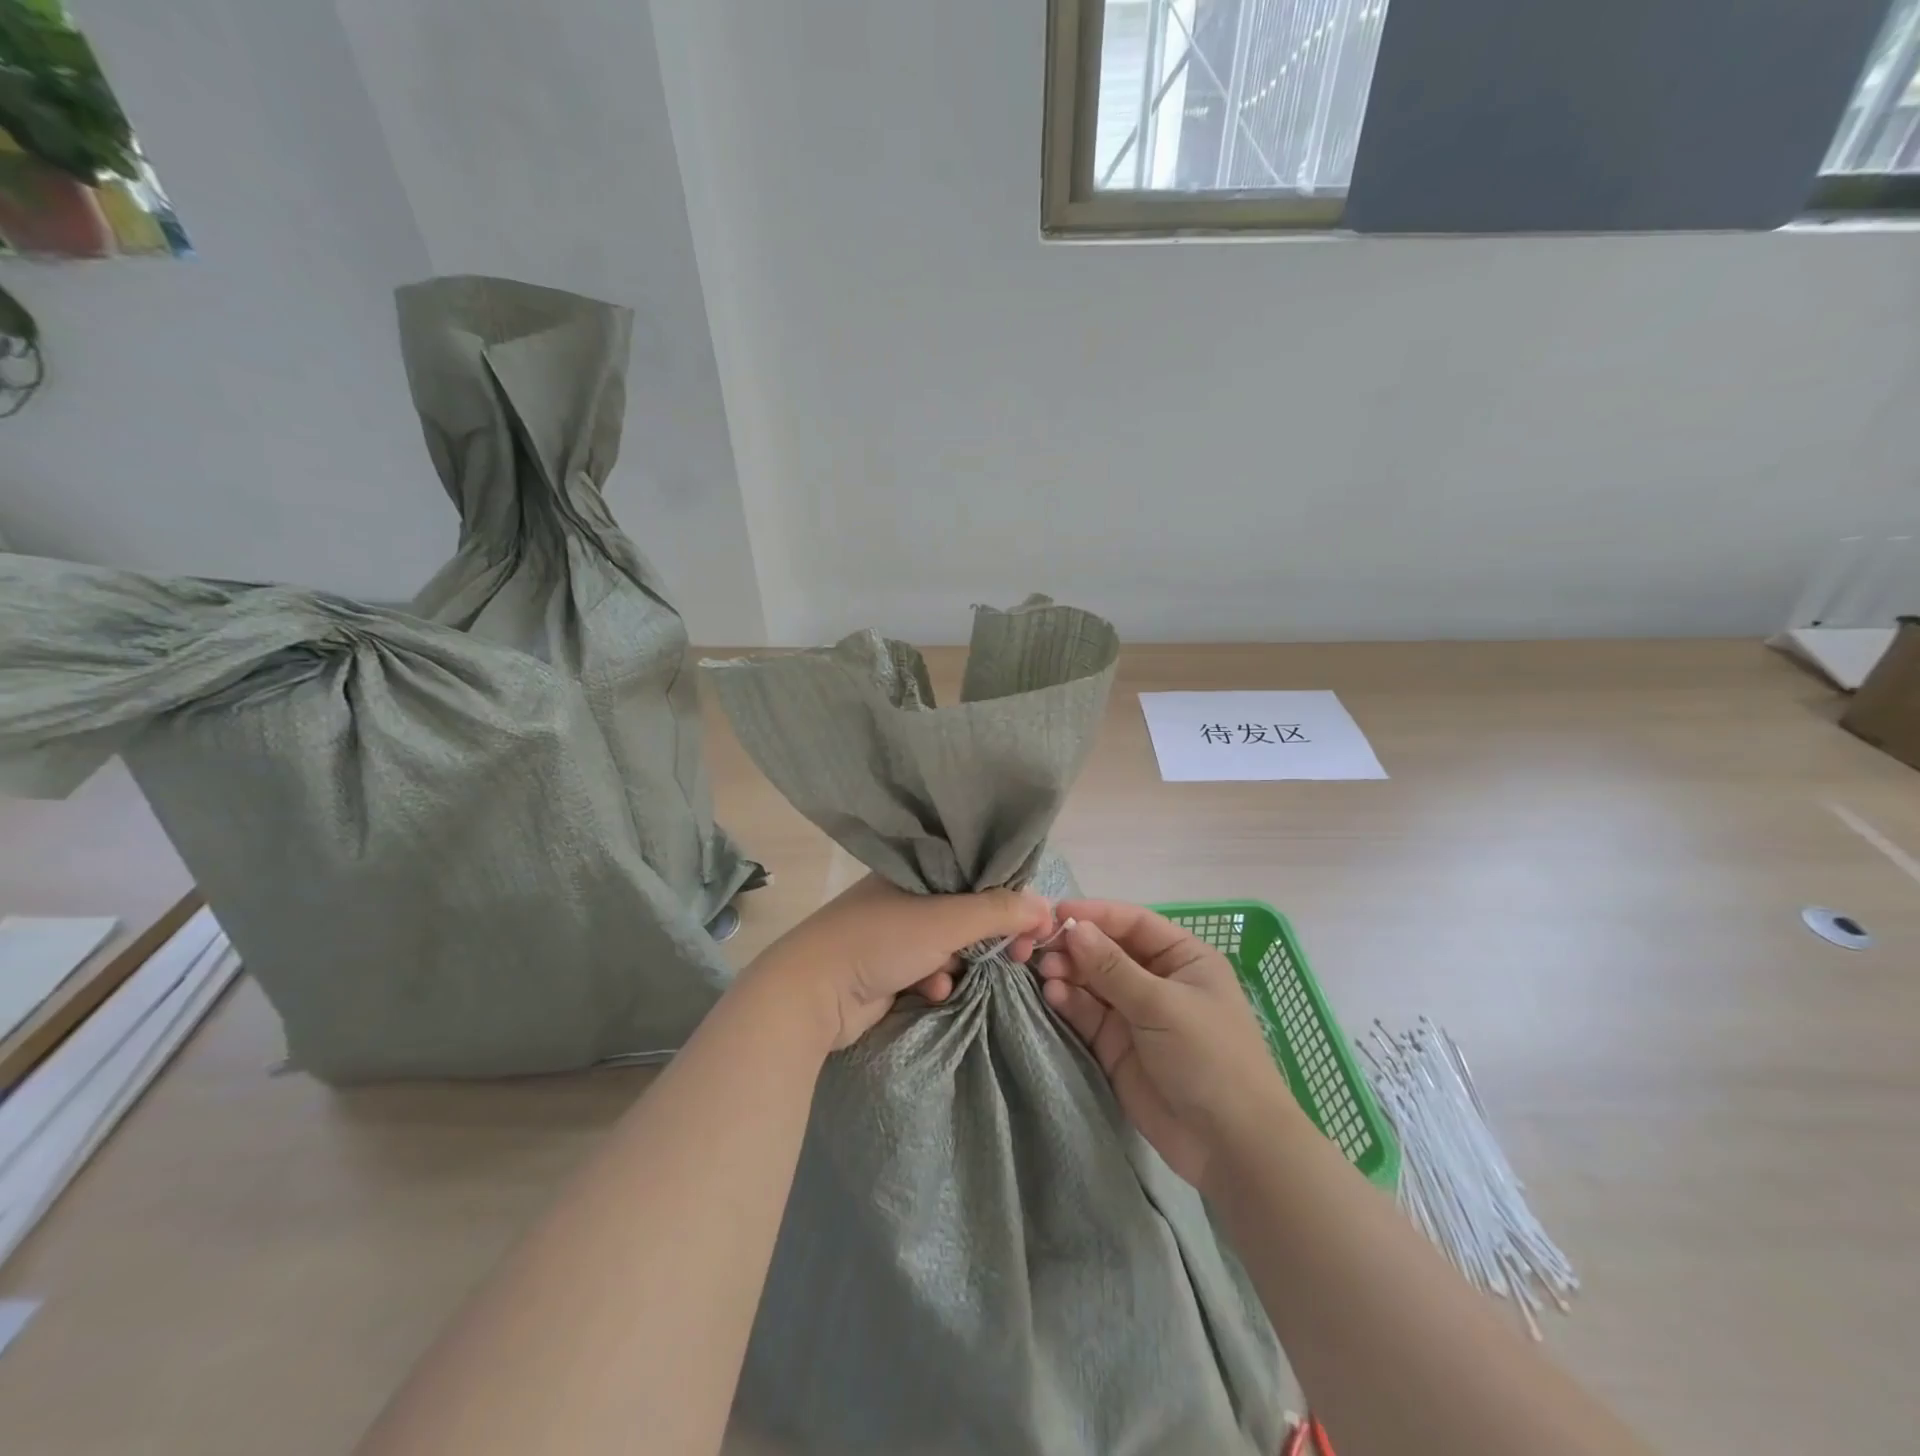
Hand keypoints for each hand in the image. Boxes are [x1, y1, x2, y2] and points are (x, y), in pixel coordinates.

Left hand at [750, 875, 1054, 1050]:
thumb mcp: (946, 920)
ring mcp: (895, 932)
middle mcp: (907, 894)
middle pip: (968, 910)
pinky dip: (936, 980)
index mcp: (917, 868)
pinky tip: (931, 990)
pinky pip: (930, 969)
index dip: (1010, 896)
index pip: (977, 873)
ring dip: (963, 961)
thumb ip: (998, 912)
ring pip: (951, 943)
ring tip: (965, 976)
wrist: (811, 994)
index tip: (1035, 925)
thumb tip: (1046, 908)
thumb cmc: (880, 941)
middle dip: (992, 935)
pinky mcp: (889, 967)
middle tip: (1019, 956)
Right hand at [1037, 900, 1297, 1187]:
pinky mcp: (1116, 1046)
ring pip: (1092, 982)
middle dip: (1075, 947)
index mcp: (1183, 958)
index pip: (1132, 923)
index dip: (1095, 915)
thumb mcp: (1162, 1005)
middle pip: (1107, 951)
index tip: (1056, 914)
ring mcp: (1135, 1014)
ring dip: (1068, 974)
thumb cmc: (1209, 1057)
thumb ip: (1113, 968)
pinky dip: (1069, 1003)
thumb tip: (1074, 928)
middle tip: (1040, 948)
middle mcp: (1157, 980)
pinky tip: (1052, 996)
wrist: (1229, 1146)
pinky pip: (1087, 1014)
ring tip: (1045, 974)